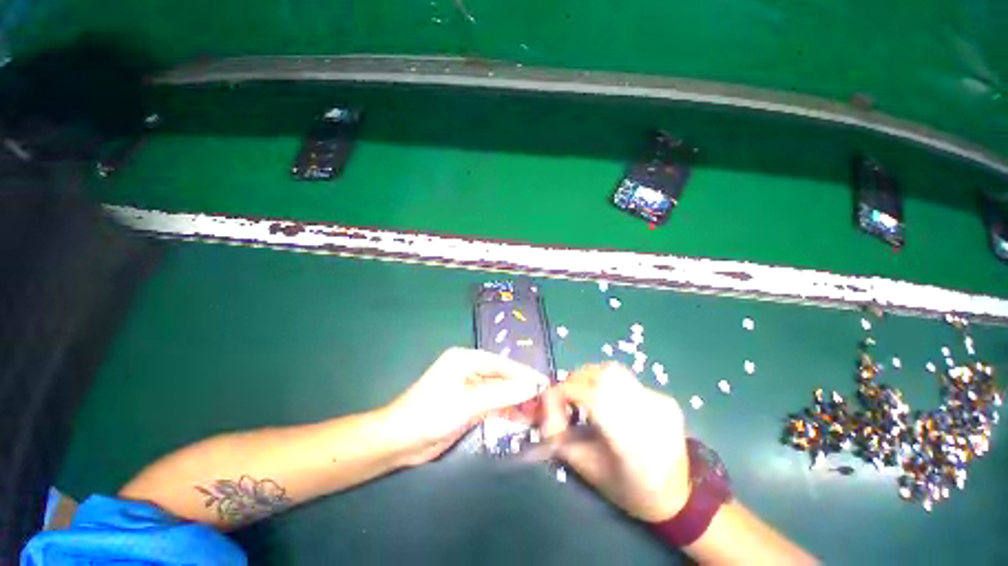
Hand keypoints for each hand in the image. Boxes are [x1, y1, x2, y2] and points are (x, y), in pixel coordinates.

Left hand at [385, 347, 548, 466]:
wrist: (401, 441)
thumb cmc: (432, 413)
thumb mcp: (469, 402)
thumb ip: (502, 394)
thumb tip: (532, 387)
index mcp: (466, 359)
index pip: (502, 363)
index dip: (524, 374)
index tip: (544, 383)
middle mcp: (468, 369)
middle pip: (501, 377)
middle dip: (521, 389)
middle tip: (544, 401)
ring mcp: (468, 387)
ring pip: (498, 391)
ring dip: (515, 401)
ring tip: (537, 412)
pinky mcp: (467, 404)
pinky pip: (492, 403)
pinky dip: (505, 410)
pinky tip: (521, 418)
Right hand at [541, 362, 689, 521]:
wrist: (682, 499)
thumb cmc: (631, 491)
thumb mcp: (590, 471)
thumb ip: (561, 440)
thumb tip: (543, 414)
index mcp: (629, 441)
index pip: (588, 396)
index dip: (562, 394)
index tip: (549, 403)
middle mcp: (647, 414)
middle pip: (601, 375)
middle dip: (575, 380)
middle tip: (565, 396)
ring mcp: (659, 402)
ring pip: (614, 372)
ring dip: (590, 378)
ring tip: (584, 395)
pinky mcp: (665, 399)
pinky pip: (626, 381)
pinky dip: (609, 387)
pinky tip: (610, 404)